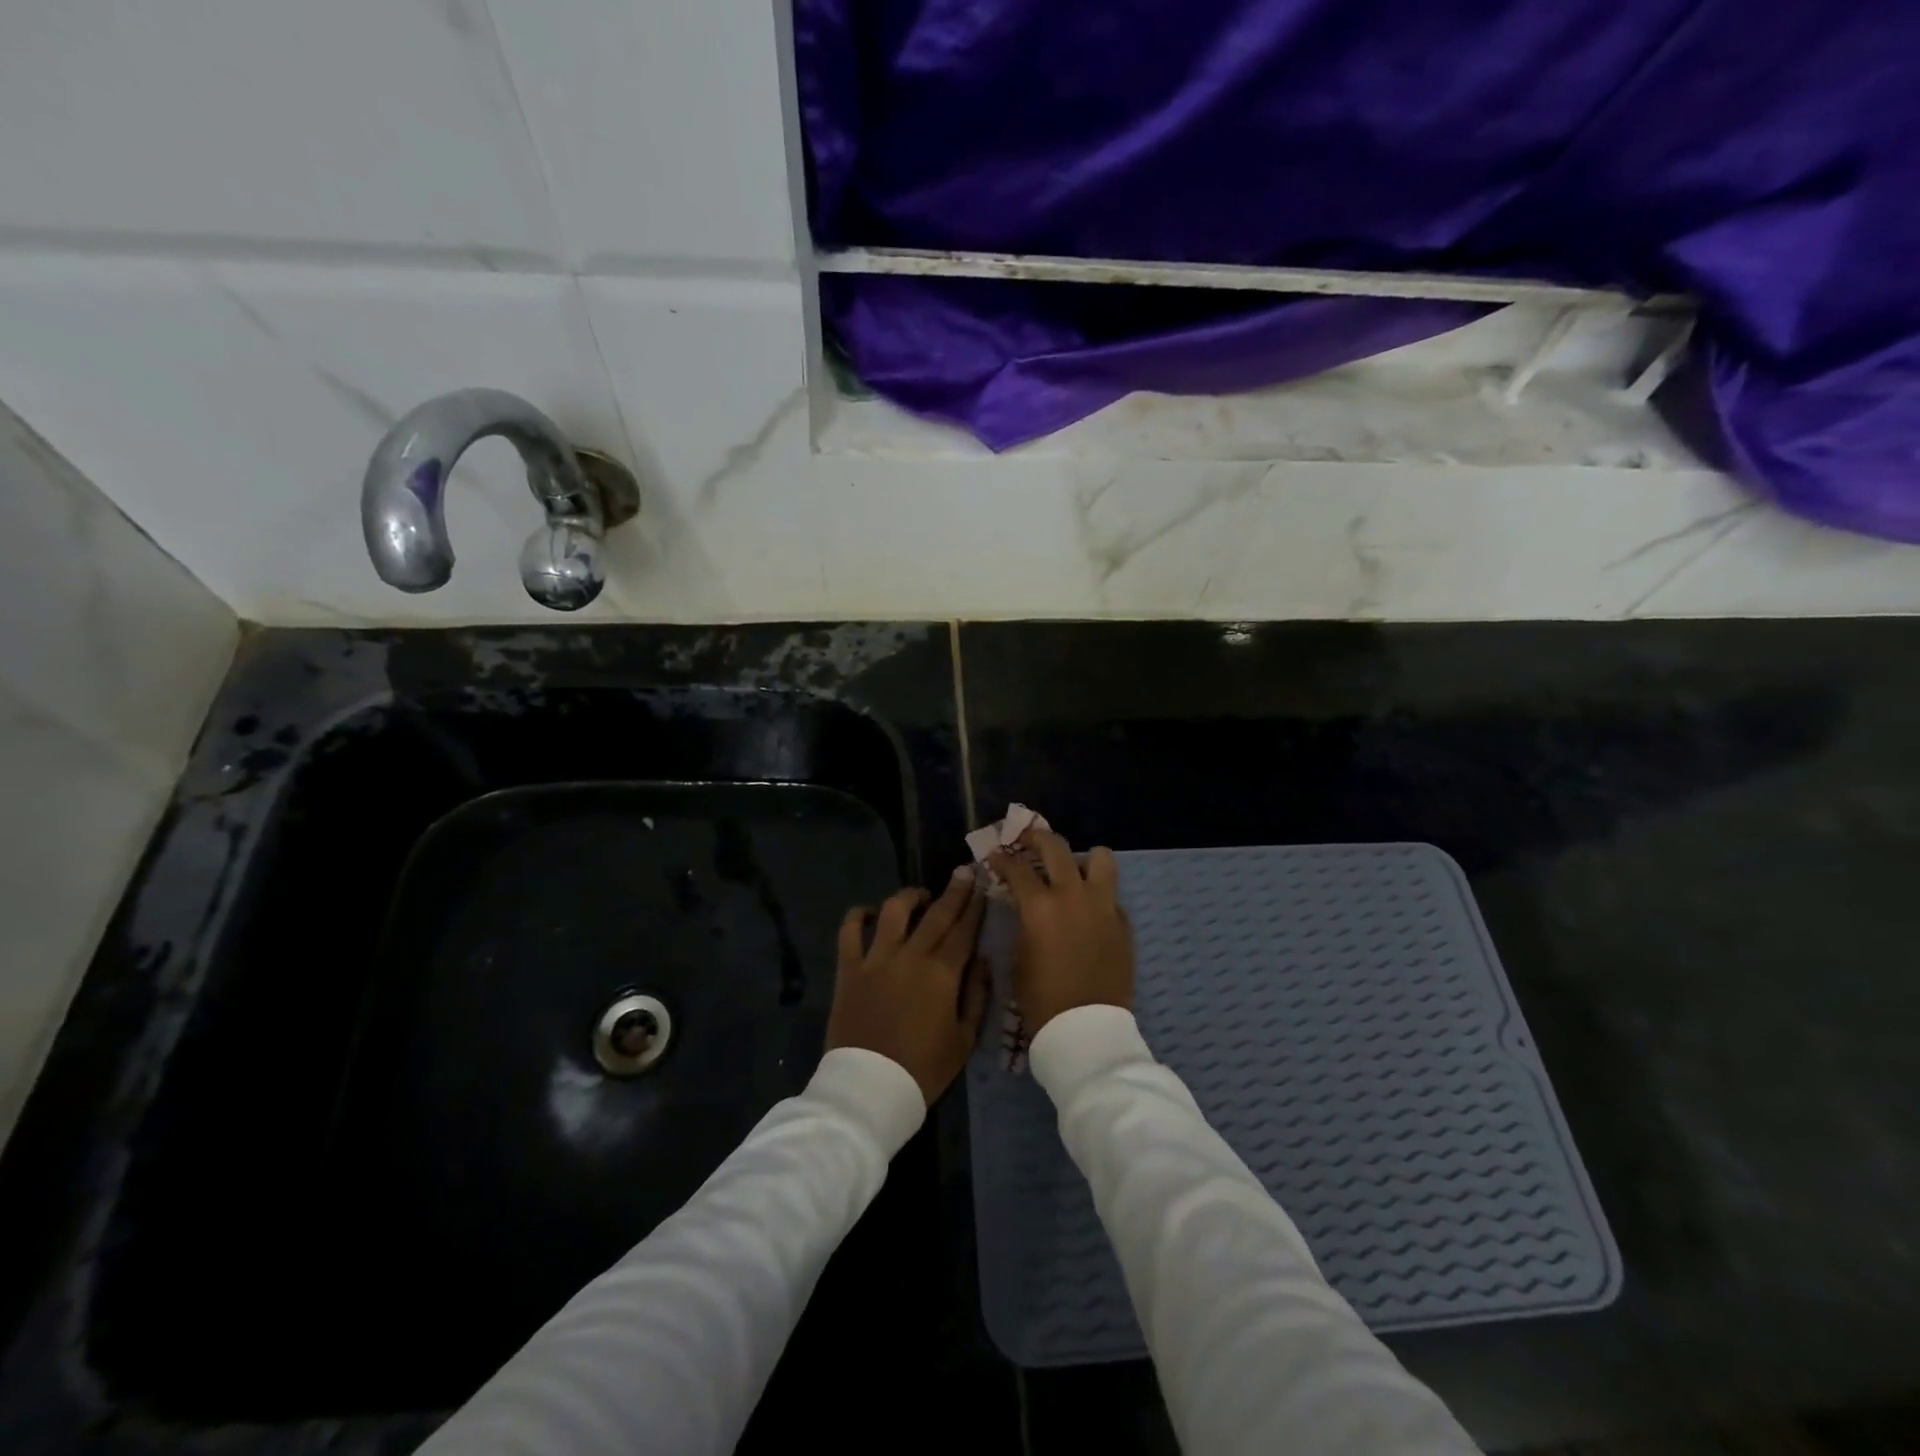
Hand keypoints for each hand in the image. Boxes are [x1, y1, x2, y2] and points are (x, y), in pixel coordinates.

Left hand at [826, 868, 989, 1103]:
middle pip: (936, 913)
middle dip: (954, 890)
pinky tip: (869, 912)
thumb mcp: (964, 1039)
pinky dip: (858, 916)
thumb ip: (978, 996)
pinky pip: (850, 931)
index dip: (975, 906)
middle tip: (964, 872)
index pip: (964, 930)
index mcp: (943, 973)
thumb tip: (983, 961)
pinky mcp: (849, 969)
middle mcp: (911, 956)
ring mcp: (876, 959)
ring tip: (920, 895)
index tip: (983, 886)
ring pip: (894, 911)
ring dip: (910, 896)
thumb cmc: (923, 1069)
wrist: (870, 1089)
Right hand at [988, 828, 1132, 1036]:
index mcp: (1040, 906)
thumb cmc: (1041, 999)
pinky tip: (1087, 911)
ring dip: (1082, 858)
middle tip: (1028, 841)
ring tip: (1072, 869)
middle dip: (1038, 838)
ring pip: (1100, 858)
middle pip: (1056, 847)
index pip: (1016, 868)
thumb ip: (1022, 923)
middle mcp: (1073, 895)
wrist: (1086, 1030)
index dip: (1001, 859)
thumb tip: (1024, 906)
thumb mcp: (1019, 957)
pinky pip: (1110, 895)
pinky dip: (1097, 895)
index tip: (995, 856)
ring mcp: (1103, 906)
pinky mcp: (1122, 923)